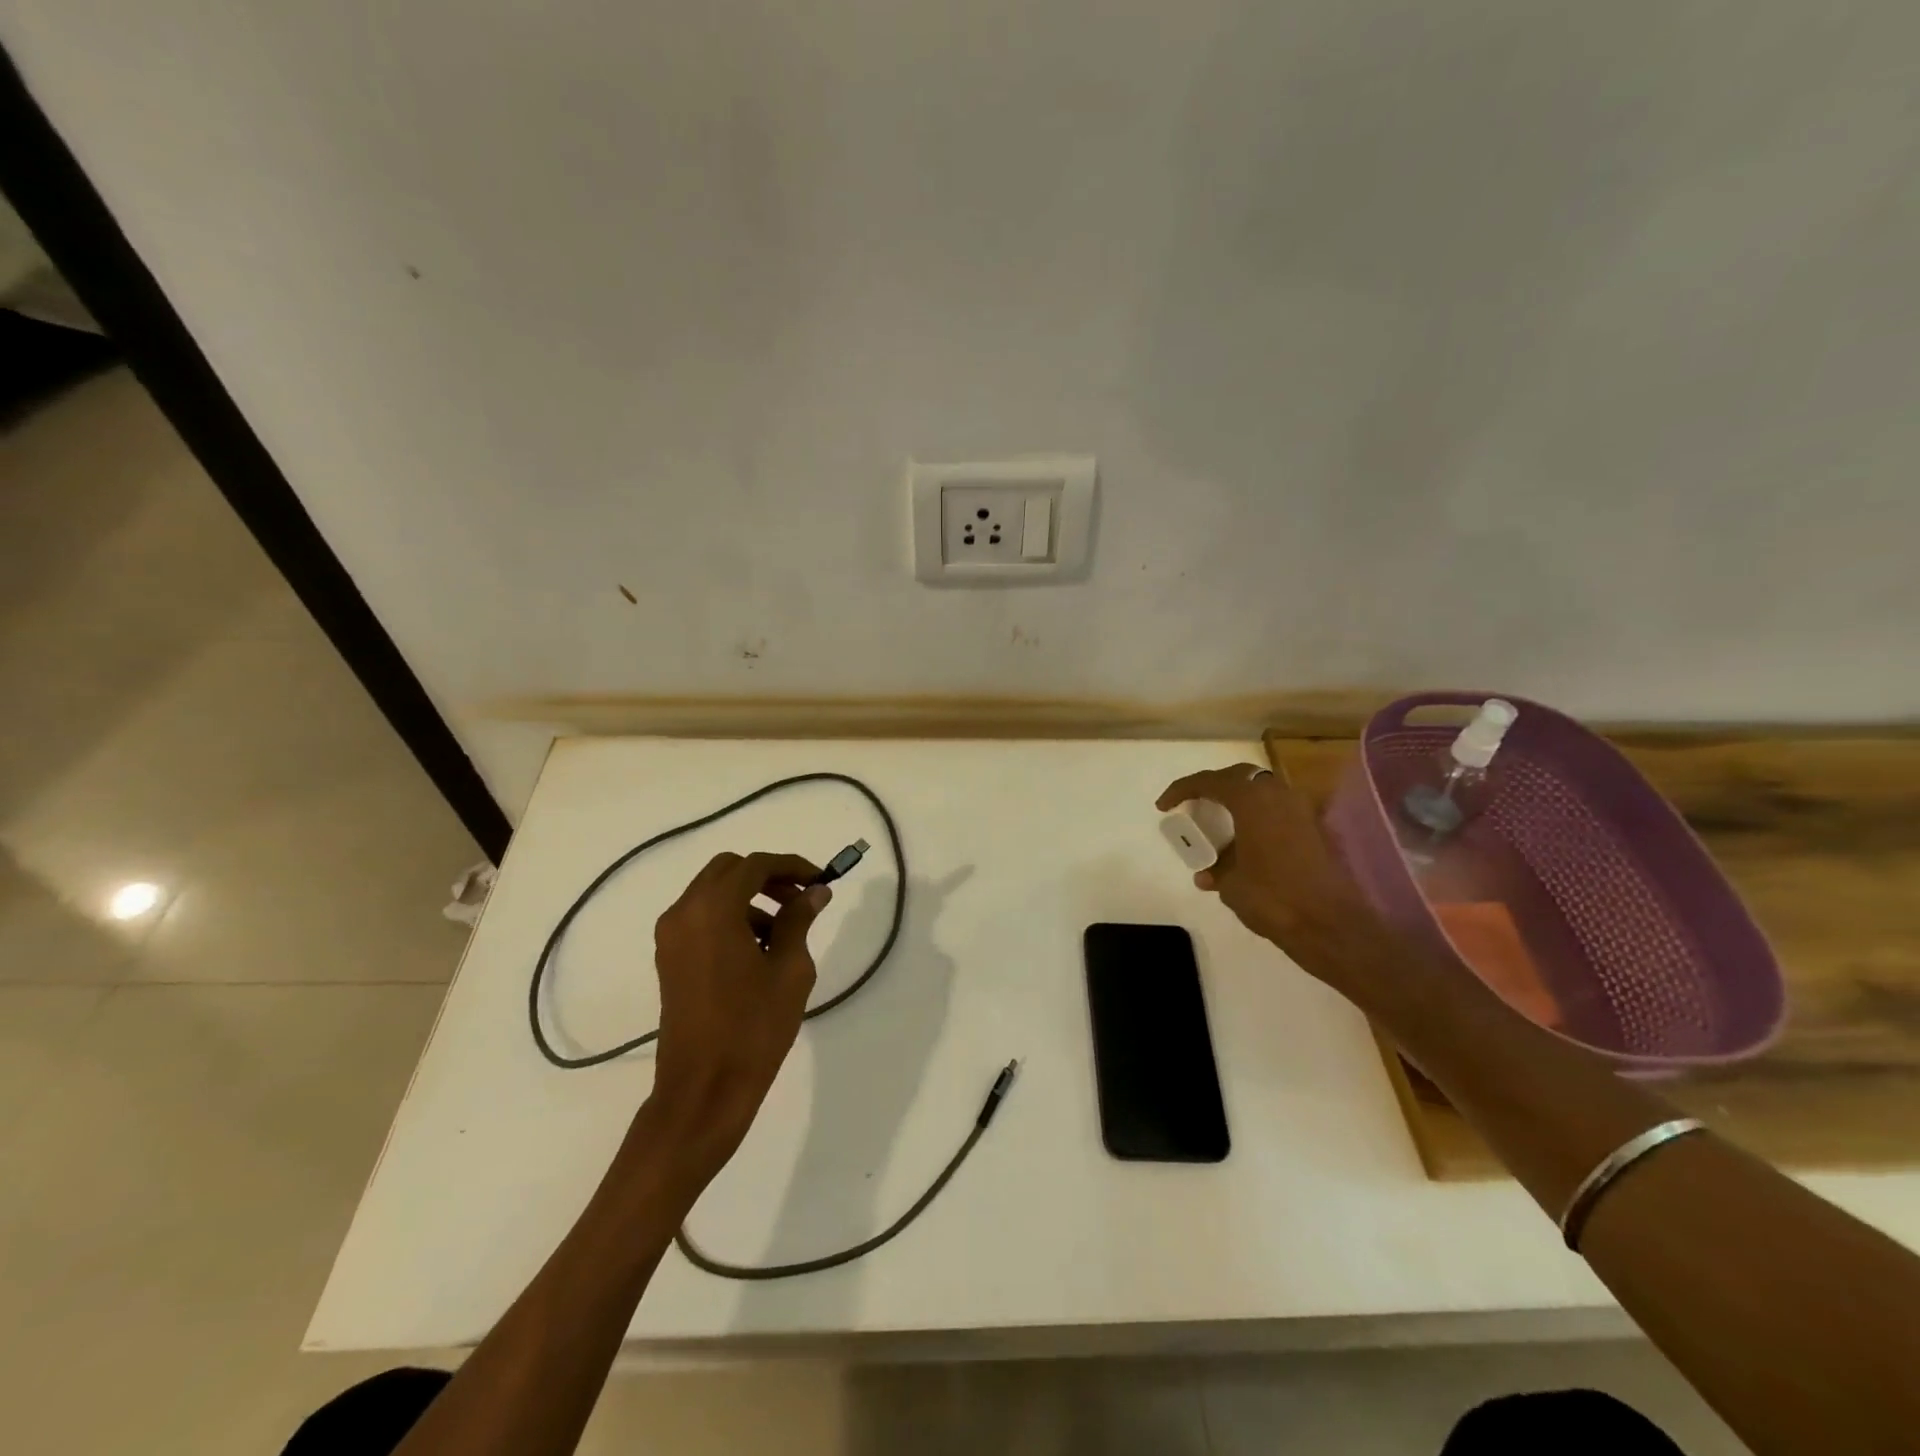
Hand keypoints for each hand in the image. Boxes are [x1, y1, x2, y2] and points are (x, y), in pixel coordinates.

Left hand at [646, 851, 828, 1180]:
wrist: (703, 1089)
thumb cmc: (753, 1027)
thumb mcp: (790, 968)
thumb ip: (799, 919)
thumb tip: (815, 890)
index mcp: (712, 910)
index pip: (755, 866)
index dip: (791, 866)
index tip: (820, 879)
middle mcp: (683, 913)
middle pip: (728, 871)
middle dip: (767, 877)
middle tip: (801, 898)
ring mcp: (671, 936)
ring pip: (713, 893)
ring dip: (749, 897)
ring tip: (784, 930)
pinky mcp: (669, 958)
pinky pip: (702, 918)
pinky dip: (730, 917)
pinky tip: (758, 949)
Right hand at [1156, 764, 1390, 994]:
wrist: (1331, 925)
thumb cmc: (1272, 898)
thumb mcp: (1231, 885)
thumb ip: (1216, 870)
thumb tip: (1207, 873)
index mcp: (1252, 800)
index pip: (1209, 781)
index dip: (1182, 790)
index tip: (1163, 807)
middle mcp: (1279, 795)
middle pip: (1239, 778)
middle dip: (1213, 787)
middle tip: (1193, 805)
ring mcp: (1302, 811)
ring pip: (1262, 793)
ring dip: (1238, 803)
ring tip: (1219, 826)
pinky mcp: (1315, 830)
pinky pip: (1277, 812)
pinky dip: (1257, 819)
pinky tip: (1245, 844)